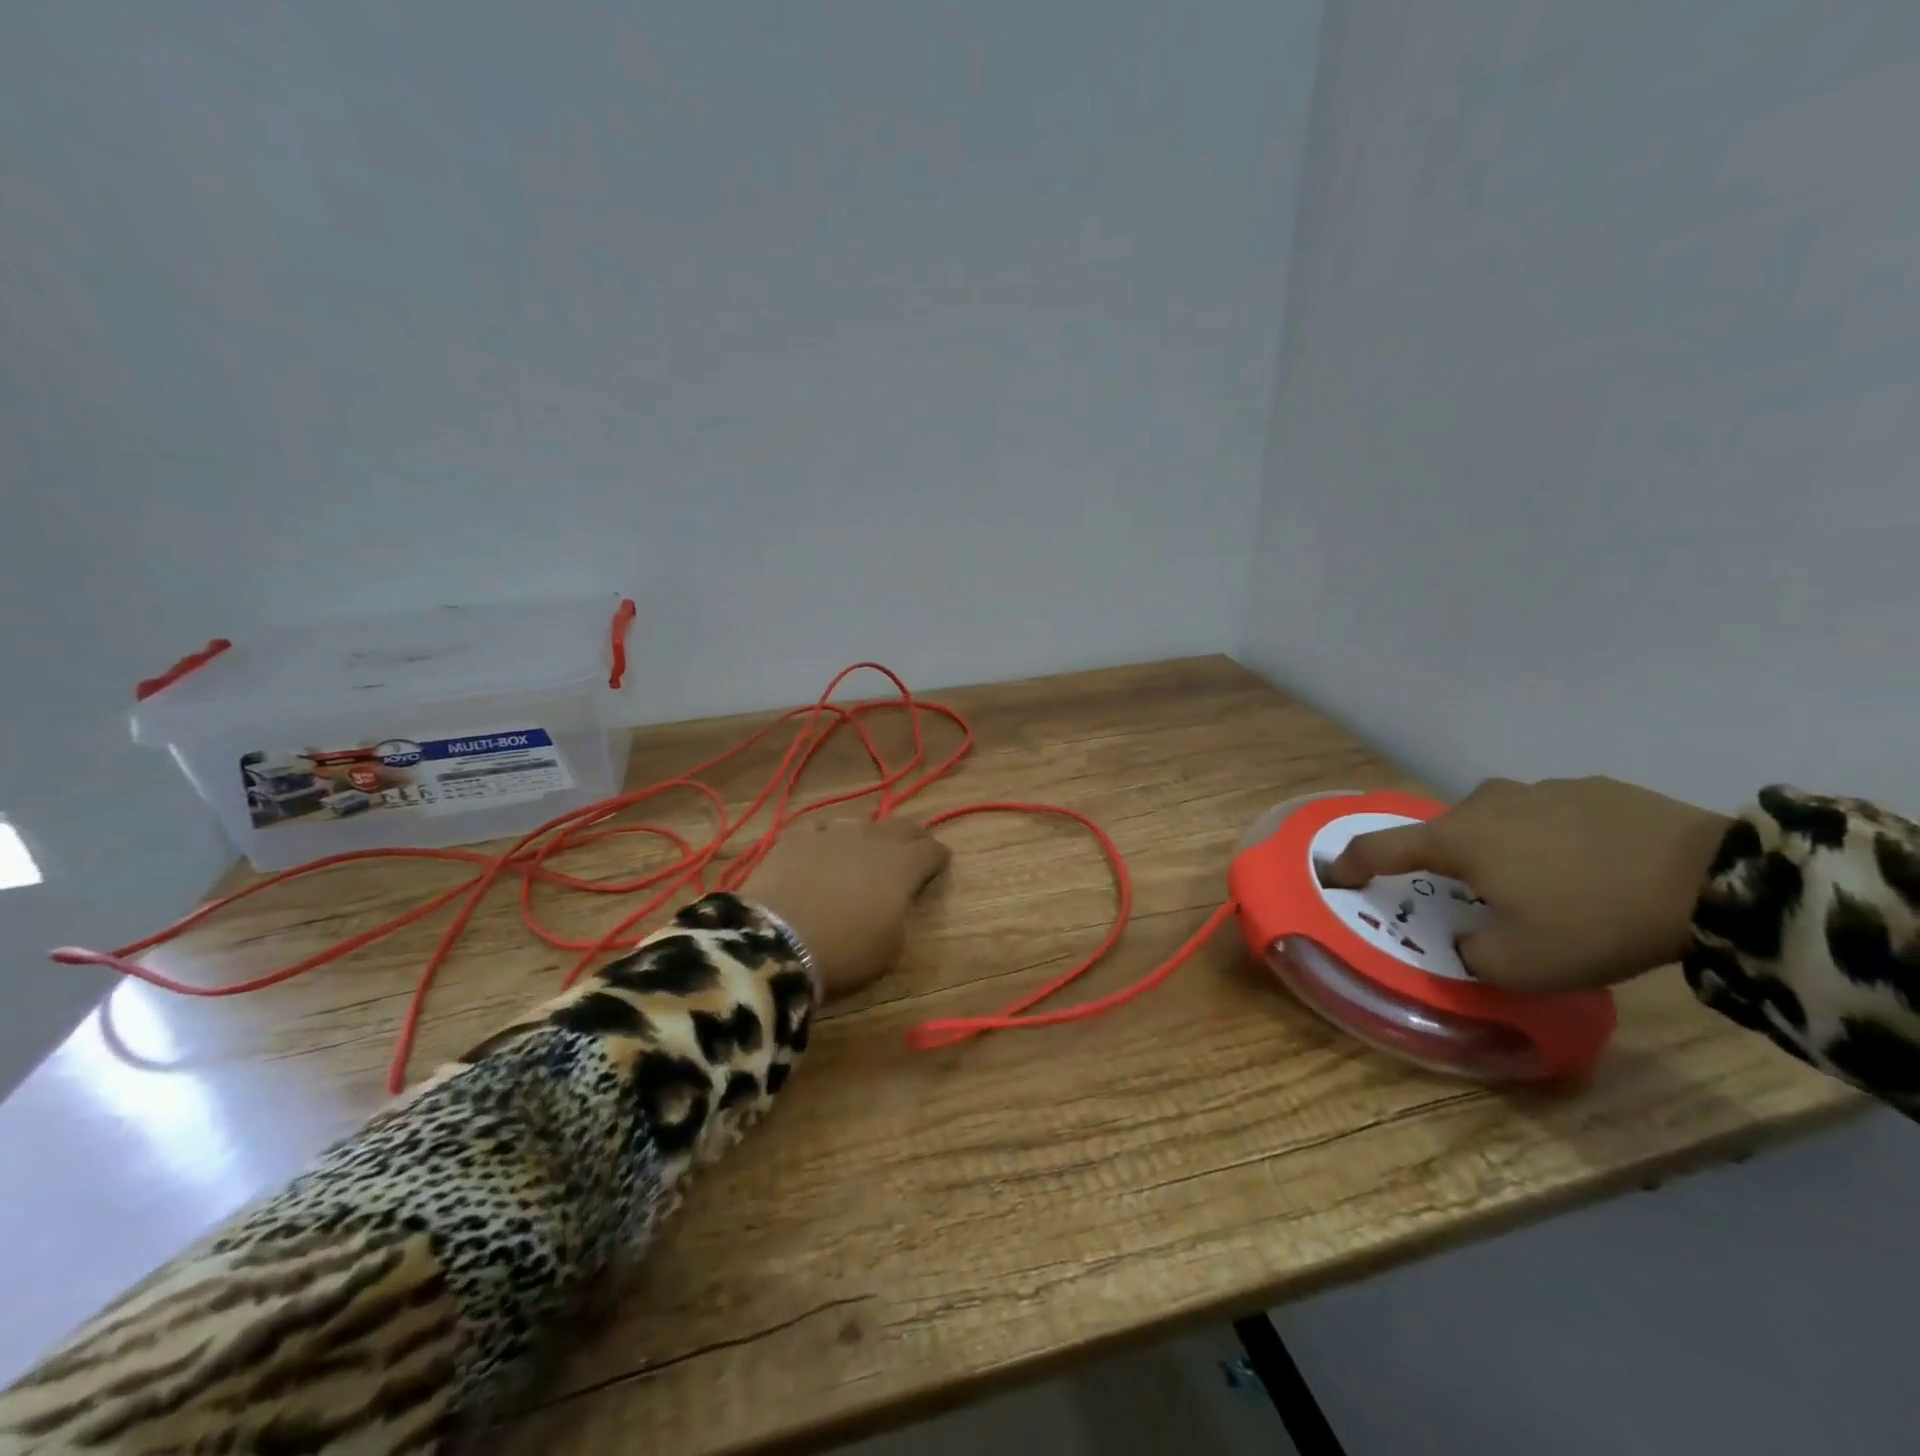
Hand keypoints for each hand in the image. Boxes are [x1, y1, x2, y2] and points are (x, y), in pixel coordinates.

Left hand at [742, 817, 950, 1000]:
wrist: (777, 943)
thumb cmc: (844, 953)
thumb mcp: (891, 948)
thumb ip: (900, 914)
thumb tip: (894, 901)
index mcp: (903, 866)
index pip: (932, 850)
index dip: (938, 857)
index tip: (939, 864)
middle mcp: (872, 839)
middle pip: (902, 826)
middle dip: (912, 837)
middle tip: (912, 850)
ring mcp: (832, 833)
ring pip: (860, 823)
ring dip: (867, 837)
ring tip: (861, 853)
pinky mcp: (797, 837)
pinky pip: (819, 830)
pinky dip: (825, 840)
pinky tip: (819, 854)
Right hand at [1324, 777, 1731, 992]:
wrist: (1713, 880)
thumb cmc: (1593, 920)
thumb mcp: (1520, 965)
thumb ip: (1471, 952)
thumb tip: (1468, 936)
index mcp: (1457, 840)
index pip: (1382, 849)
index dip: (1351, 864)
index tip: (1333, 875)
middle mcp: (1485, 803)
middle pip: (1444, 834)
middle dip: (1446, 864)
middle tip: (1473, 898)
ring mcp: (1538, 789)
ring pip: (1496, 822)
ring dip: (1500, 849)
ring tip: (1539, 883)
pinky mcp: (1590, 788)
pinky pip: (1546, 816)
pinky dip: (1548, 839)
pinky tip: (1586, 866)